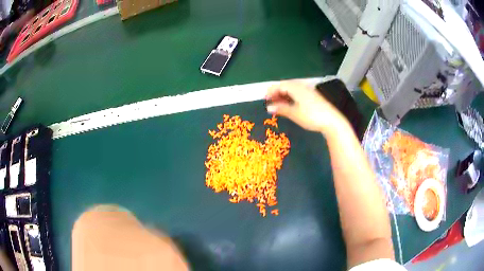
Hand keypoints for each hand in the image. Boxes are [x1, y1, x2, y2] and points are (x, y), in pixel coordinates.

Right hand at [265, 80, 346, 133]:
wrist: (332, 121)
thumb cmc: (311, 117)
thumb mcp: (295, 114)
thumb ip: (281, 109)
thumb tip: (269, 107)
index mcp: (296, 88)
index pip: (280, 85)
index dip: (271, 91)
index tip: (264, 99)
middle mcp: (302, 86)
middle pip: (286, 85)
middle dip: (277, 92)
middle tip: (270, 102)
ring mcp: (309, 91)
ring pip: (293, 89)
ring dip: (284, 95)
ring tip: (279, 104)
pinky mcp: (313, 96)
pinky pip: (298, 93)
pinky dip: (291, 97)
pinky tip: (290, 104)